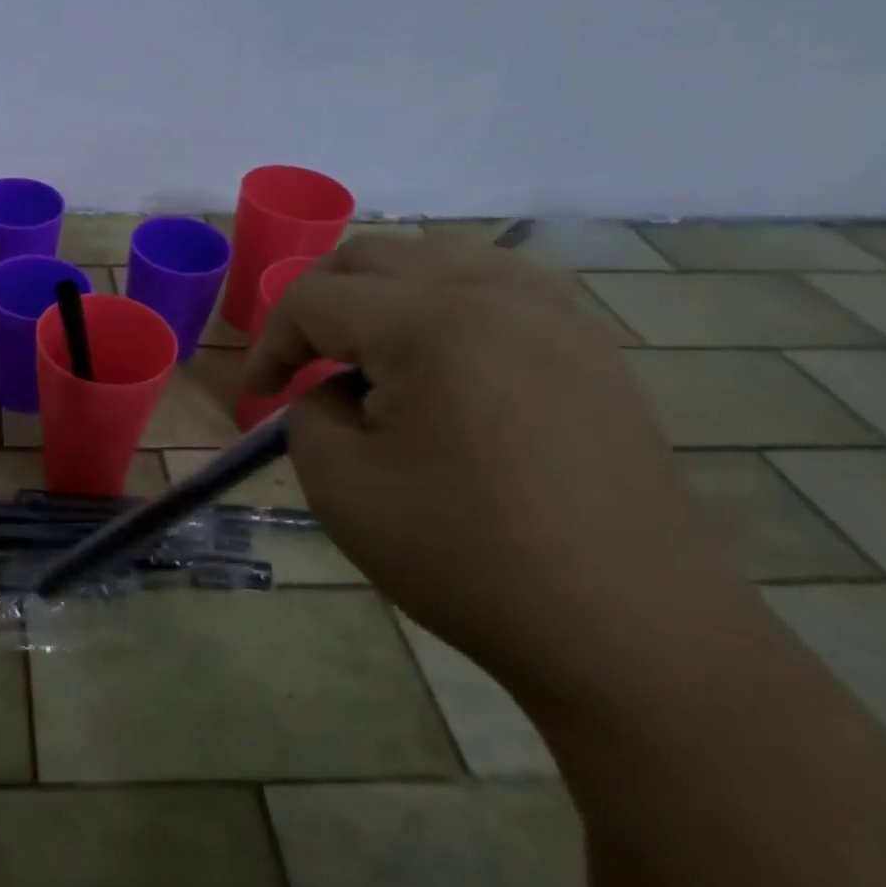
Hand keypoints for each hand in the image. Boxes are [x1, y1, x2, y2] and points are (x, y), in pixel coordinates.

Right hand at [244, 234, 743, 696]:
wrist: (627, 629)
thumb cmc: (465, 557)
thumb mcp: (339, 484)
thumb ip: (308, 410)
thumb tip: (331, 388)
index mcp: (433, 323)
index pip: (315, 298)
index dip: (270, 342)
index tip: (258, 396)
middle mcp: (497, 293)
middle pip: (371, 258)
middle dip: (316, 304)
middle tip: (299, 365)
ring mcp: (555, 312)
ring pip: (433, 258)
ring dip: (376, 297)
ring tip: (363, 360)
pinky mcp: (587, 342)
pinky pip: (490, 286)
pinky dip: (437, 304)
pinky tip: (433, 361)